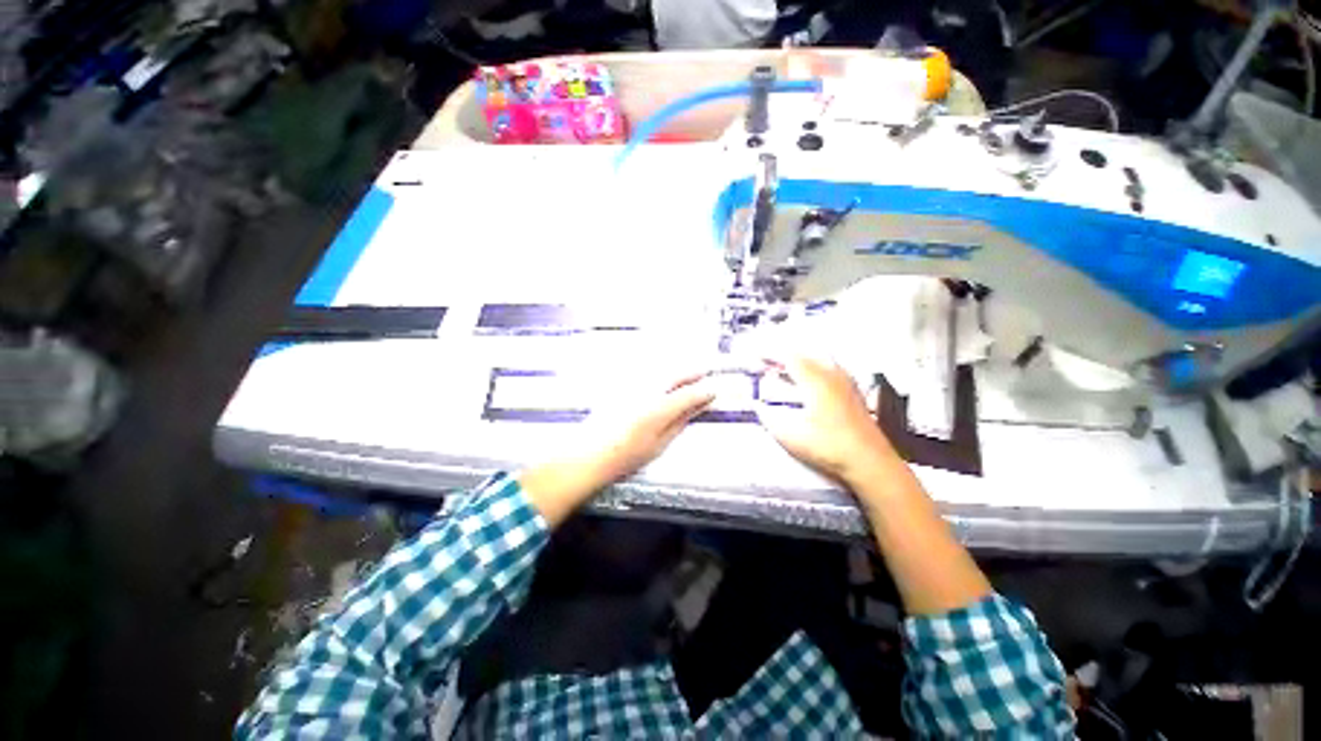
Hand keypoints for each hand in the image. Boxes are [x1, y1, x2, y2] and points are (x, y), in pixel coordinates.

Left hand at [587, 372, 717, 480]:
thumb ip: (681, 421)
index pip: (690, 393)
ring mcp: (632, 386)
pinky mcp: (621, 385)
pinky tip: (661, 378)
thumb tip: (698, 407)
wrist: (589, 454)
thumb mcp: (660, 443)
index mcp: (659, 408)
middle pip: (675, 375)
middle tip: (703, 373)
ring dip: (676, 370)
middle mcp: (646, 391)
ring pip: (660, 370)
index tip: (713, 391)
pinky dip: (658, 373)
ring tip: (686, 374)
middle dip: (692, 373)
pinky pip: (646, 373)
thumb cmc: (624, 455)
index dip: (704, 391)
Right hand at [757, 354, 895, 485]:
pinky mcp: (854, 392)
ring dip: (801, 360)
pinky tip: (812, 380)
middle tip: (769, 364)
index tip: (757, 356)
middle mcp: (832, 376)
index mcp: (815, 381)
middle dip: (784, 356)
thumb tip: (758, 407)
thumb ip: (770, 419)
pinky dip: (815, 367)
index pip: (789, 358)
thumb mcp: (791, 437)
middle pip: (805, 354)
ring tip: (787, 371)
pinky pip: (831, 368)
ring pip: (820, 358)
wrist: (870, 462)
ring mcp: (846, 382)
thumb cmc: (830, 448)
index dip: (770, 354)